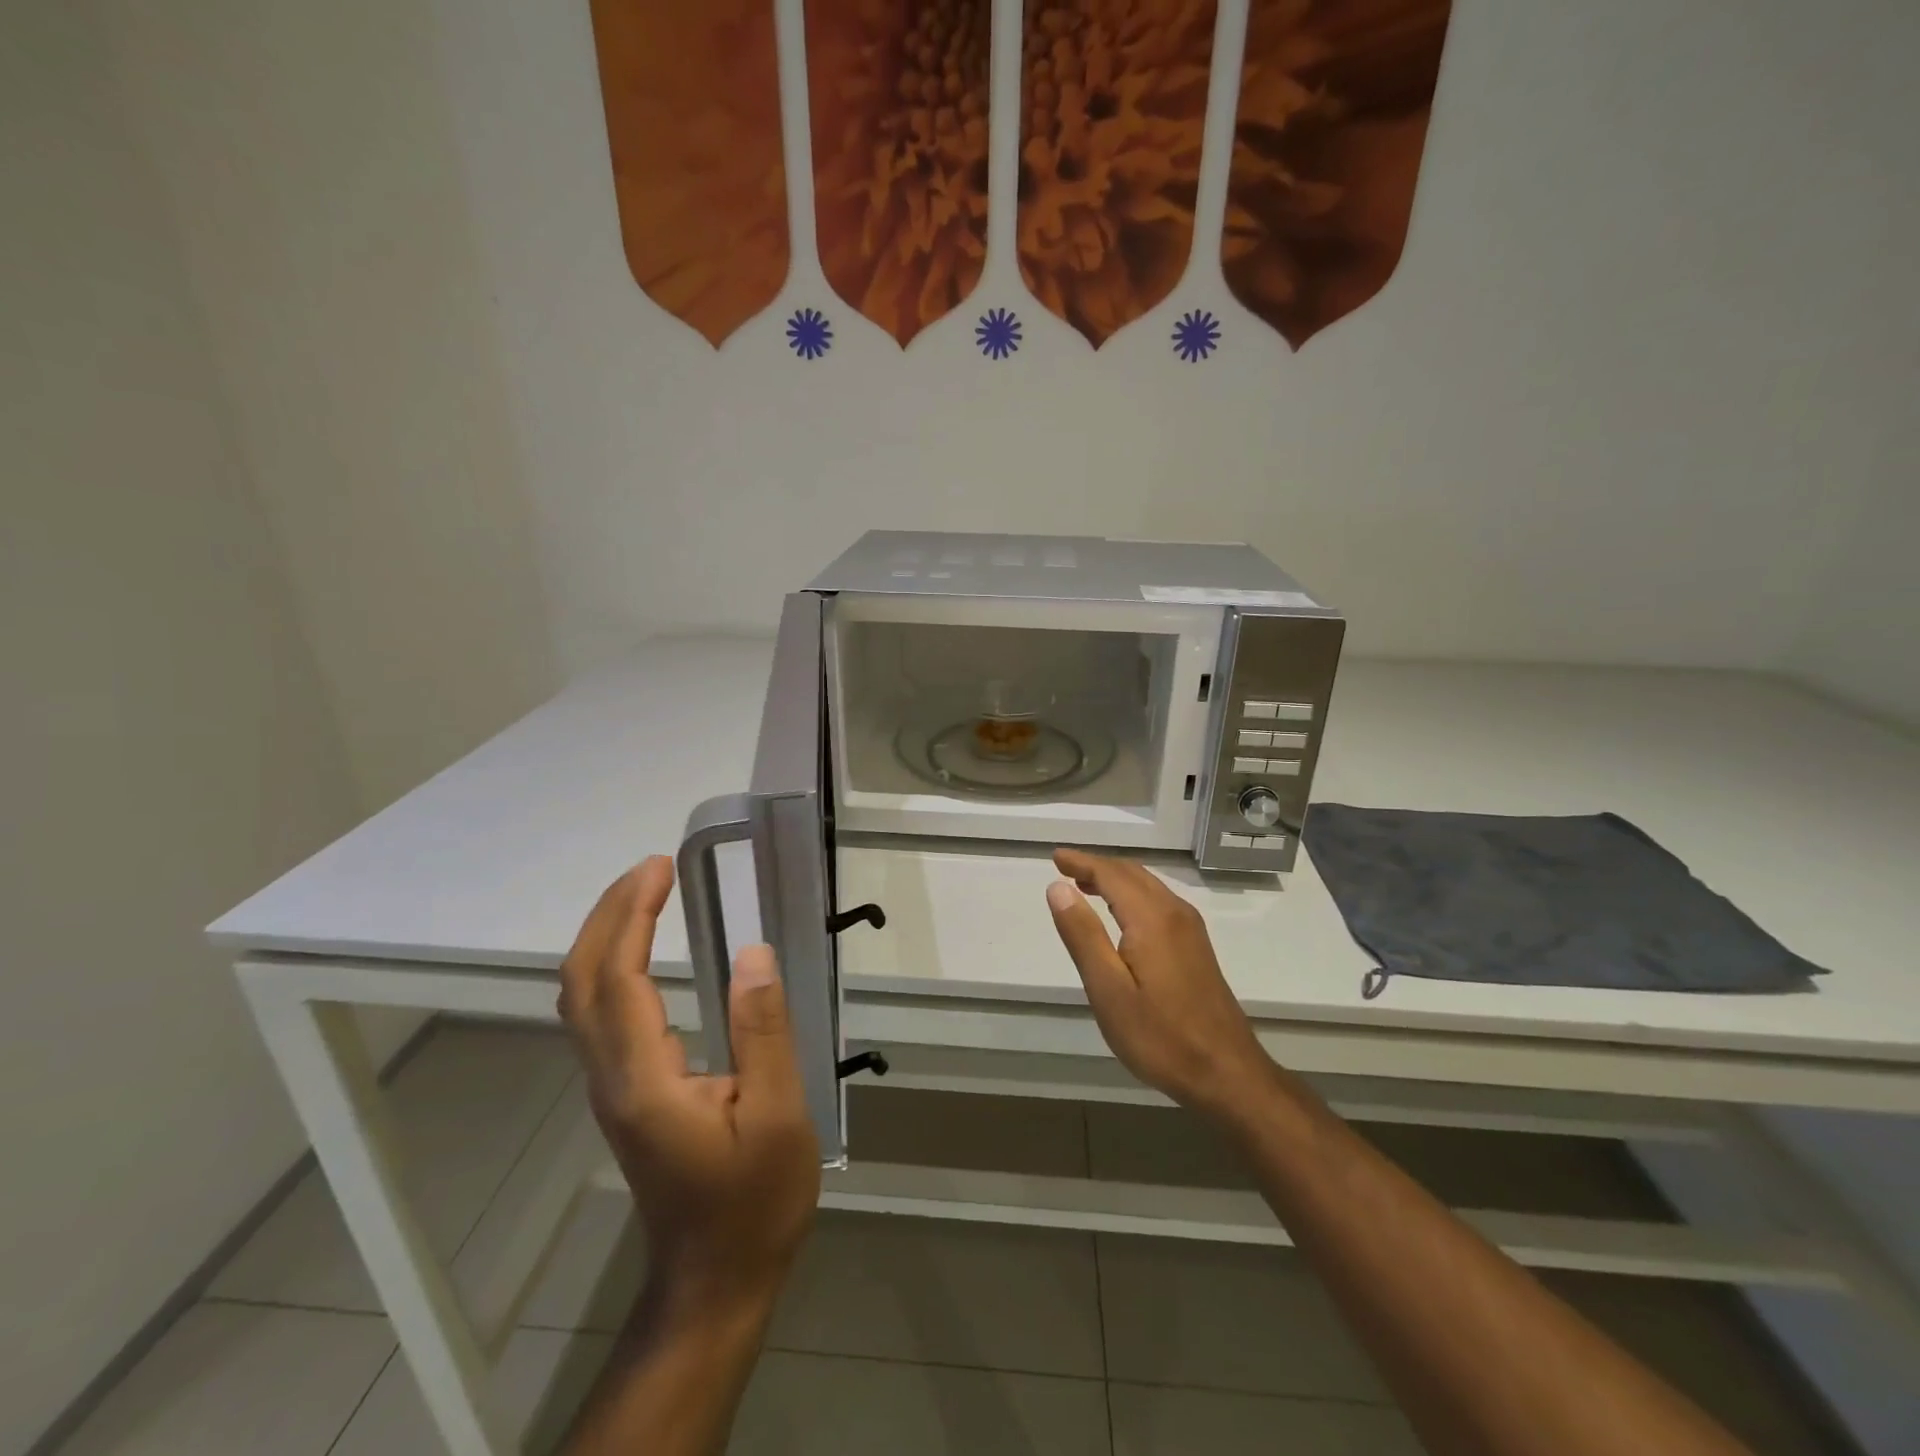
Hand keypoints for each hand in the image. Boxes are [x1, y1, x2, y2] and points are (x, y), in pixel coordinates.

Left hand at [558, 857, 819, 1312]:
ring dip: (604, 936)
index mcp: (644, 1079)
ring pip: (582, 998)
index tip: (660, 868)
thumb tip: (753, 953)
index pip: (617, 978)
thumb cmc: (754, 1200)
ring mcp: (611, 1089)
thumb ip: (764, 1032)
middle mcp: (612, 1078)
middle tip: (650, 869)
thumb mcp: (778, 1115)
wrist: (715, 1279)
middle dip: (606, 915)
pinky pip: (599, 1014)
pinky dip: (612, 965)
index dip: (630, 915)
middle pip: (580, 982)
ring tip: (646, 894)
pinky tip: (642, 951)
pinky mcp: (624, 1095)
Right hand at [1047, 848, 1276, 1119]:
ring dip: (1115, 879)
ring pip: (1148, 886)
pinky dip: (1132, 895)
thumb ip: (1083, 935)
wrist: (1227, 1074)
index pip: (1111, 874)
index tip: (1055, 858)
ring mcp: (1190, 929)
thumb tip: (1058, 888)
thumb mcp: (1109, 991)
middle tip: (1065, 868)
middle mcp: (1174, 913)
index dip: (1082, 862)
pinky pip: (1158, 902)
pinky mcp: (1196, 947)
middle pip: (1132, 874)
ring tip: (1084, 885)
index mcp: (1151, 918)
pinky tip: (1120, 914)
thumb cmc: (1160, 1036)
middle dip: (1097, 866)